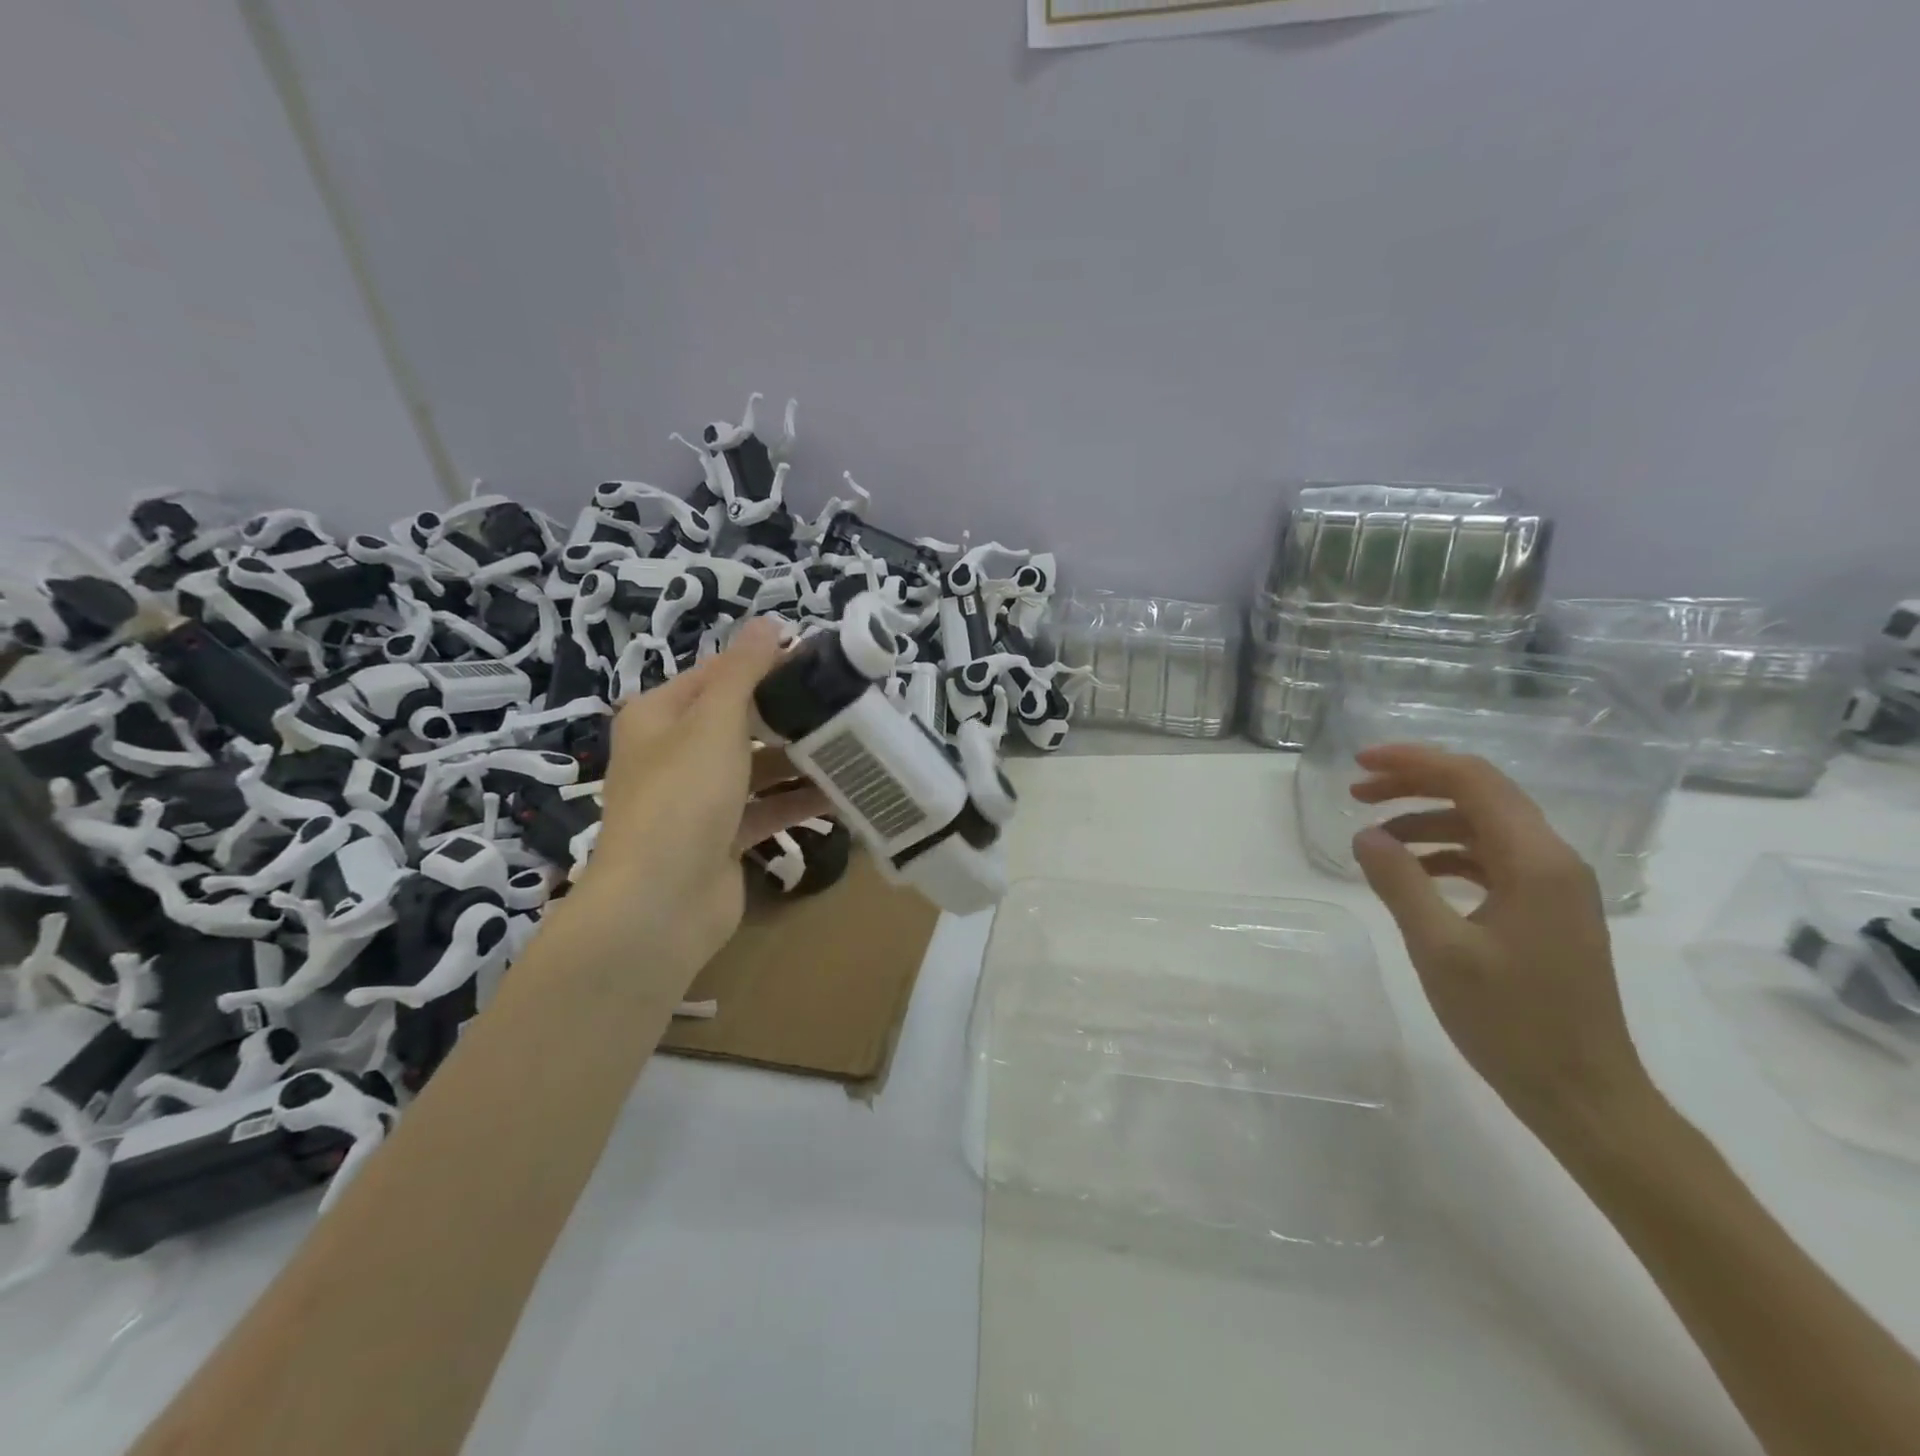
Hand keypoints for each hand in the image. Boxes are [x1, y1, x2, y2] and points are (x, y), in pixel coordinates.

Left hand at [572, 618, 830, 978]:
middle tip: (843, 705)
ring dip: (799, 761)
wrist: (661, 903)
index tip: (818, 662)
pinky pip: (766, 809)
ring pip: (757, 768)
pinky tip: (841, 796)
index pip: (717, 675)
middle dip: (788, 716)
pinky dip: (798, 802)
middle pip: (740, 722)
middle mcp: (674, 754)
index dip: (764, 665)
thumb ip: (744, 671)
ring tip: (852, 748)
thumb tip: (768, 622)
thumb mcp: (714, 722)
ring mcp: (698, 800)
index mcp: (659, 717)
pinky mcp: (722, 838)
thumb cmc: (683, 796)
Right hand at [1348, 743, 1651, 1137]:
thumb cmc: (1512, 1023)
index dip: (1414, 762)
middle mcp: (1553, 861)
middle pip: (1481, 794)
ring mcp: (1554, 887)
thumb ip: (1399, 883)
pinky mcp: (1546, 910)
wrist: (1585, 1095)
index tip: (1359, 764)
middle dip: (1416, 784)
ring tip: (1374, 835)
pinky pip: (1491, 859)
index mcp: (1536, 861)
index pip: (1472, 780)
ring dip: (1427, 819)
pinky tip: (1412, 872)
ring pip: (1484, 826)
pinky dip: (1446, 853)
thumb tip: (1365, 834)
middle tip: (1357, 792)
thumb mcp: (1440, 950)